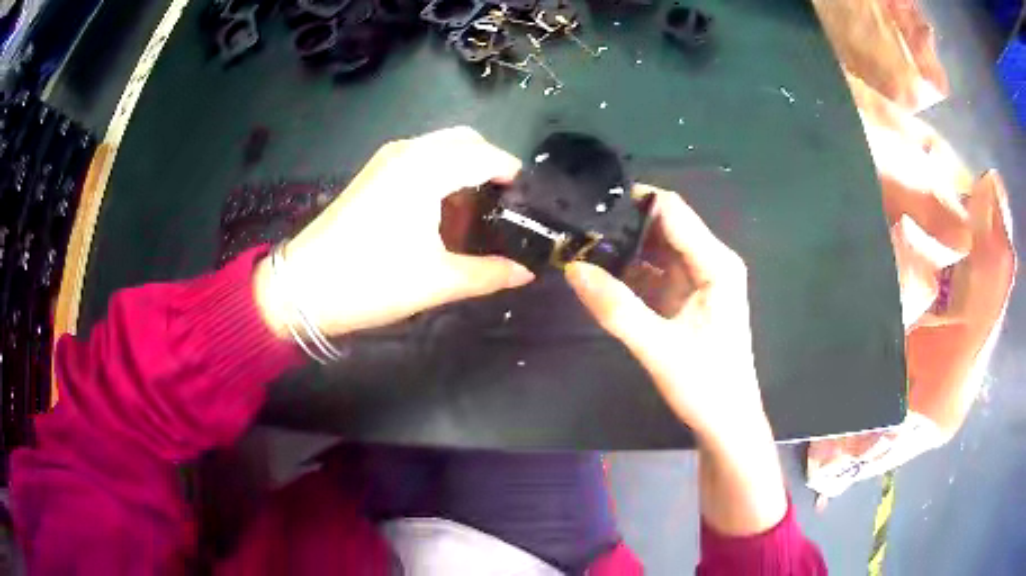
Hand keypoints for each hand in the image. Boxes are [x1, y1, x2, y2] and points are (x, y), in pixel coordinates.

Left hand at [254, 127, 533, 337]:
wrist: (303, 287)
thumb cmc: (371, 281)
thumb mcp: (437, 281)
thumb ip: (489, 274)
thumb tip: (525, 273)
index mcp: (427, 168)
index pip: (487, 155)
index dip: (513, 176)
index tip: (529, 204)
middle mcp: (409, 151)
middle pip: (466, 140)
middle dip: (491, 165)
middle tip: (503, 206)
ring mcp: (387, 159)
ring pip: (442, 146)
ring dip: (465, 167)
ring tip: (476, 212)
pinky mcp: (374, 172)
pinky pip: (421, 157)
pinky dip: (442, 172)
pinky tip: (443, 210)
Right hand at [566, 185, 786, 535]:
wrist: (727, 424)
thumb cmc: (706, 386)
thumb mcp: (659, 348)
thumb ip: (616, 309)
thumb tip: (572, 267)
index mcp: (716, 263)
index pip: (672, 211)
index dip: (632, 202)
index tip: (588, 204)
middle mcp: (710, 262)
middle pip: (663, 225)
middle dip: (622, 223)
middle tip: (575, 226)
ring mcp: (699, 279)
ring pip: (656, 248)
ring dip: (623, 247)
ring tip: (579, 244)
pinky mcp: (687, 297)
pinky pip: (655, 272)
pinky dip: (629, 271)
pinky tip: (599, 273)